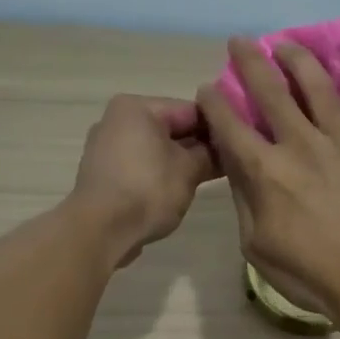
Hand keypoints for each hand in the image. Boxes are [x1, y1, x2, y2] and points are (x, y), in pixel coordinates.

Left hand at [71, 95, 217, 265]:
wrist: (100, 230)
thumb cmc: (147, 191)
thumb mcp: (189, 170)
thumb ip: (209, 154)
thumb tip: (222, 149)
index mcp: (136, 108)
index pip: (190, 110)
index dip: (217, 128)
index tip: (239, 145)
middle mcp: (116, 119)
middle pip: (171, 128)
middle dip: (198, 146)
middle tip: (229, 165)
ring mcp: (106, 147)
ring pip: (155, 149)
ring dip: (180, 162)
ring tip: (207, 180)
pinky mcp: (103, 174)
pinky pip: (140, 166)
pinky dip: (159, 174)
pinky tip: (178, 191)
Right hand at [196, 39, 339, 319]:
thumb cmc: (308, 271)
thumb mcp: (256, 244)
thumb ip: (244, 197)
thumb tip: (237, 164)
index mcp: (265, 170)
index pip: (230, 123)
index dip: (214, 101)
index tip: (207, 88)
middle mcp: (300, 143)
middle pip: (270, 88)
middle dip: (249, 60)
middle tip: (240, 42)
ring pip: (316, 84)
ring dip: (296, 59)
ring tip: (286, 46)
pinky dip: (335, 97)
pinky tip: (331, 96)